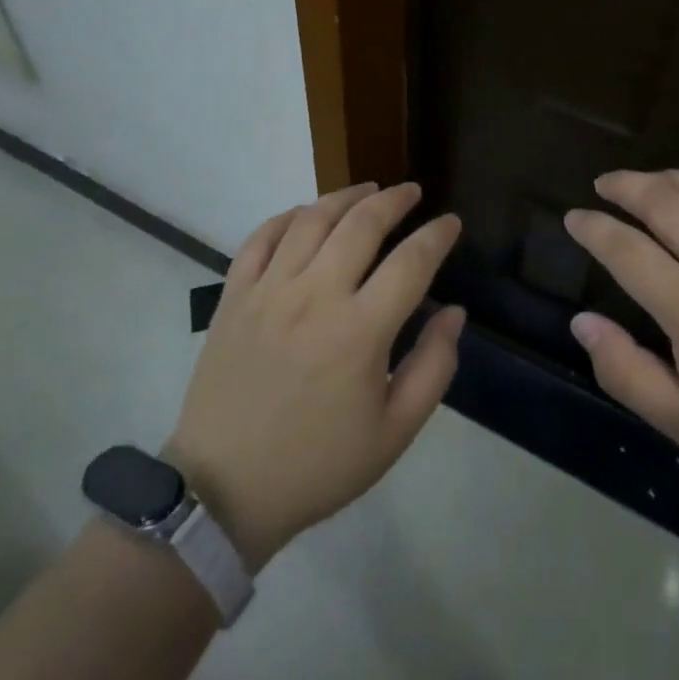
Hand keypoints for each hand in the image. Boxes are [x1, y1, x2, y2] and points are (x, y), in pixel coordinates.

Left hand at [163, 182, 465, 569]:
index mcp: (359, 331)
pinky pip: (261, 238)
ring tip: (368, 190)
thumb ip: (433, 368)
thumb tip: (454, 313)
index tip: (450, 222)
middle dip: (394, 200)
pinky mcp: (234, 296)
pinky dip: (287, 216)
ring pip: (311, 219)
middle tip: (412, 192)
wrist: (223, 490)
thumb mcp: (393, 433)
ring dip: (345, 196)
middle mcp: (314, 296)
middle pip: (361, 224)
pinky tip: (306, 214)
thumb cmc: (317, 465)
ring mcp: (268, 290)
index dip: (437, 236)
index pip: (411, 262)